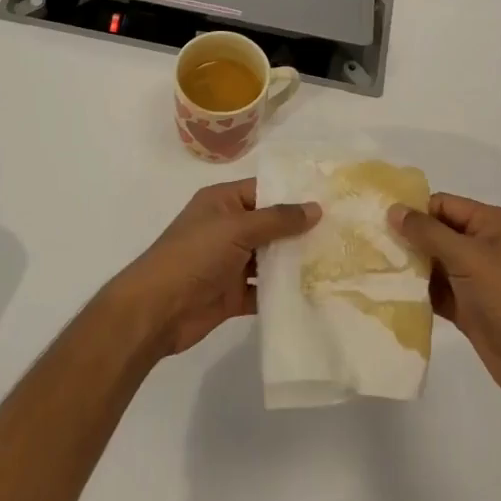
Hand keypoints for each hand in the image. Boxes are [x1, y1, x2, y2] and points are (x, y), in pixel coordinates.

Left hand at [110, 179, 318, 358]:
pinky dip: (284, 292)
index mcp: (222, 202)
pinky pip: (264, 289)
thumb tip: (315, 208)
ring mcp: (230, 263)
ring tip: (337, 261)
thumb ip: (277, 219)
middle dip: (300, 230)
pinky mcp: (233, 294)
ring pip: (269, 258)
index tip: (331, 197)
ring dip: (295, 262)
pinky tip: (315, 293)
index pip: (263, 190)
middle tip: (343, 232)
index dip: (294, 193)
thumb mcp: (236, 228)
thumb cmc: (194, 256)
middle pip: (270, 225)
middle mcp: (227, 228)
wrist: (156, 311)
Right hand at [390, 193, 500, 402]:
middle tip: (371, 241)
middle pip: (437, 232)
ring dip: (410, 265)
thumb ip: (428, 232)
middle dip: (408, 238)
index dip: (415, 211)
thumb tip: (393, 210)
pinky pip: (436, 289)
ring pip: (434, 262)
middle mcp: (484, 245)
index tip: (380, 219)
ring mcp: (475, 277)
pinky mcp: (467, 305)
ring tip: (374, 264)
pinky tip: (390, 290)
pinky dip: (418, 289)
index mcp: (492, 223)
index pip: (445, 205)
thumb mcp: (467, 256)